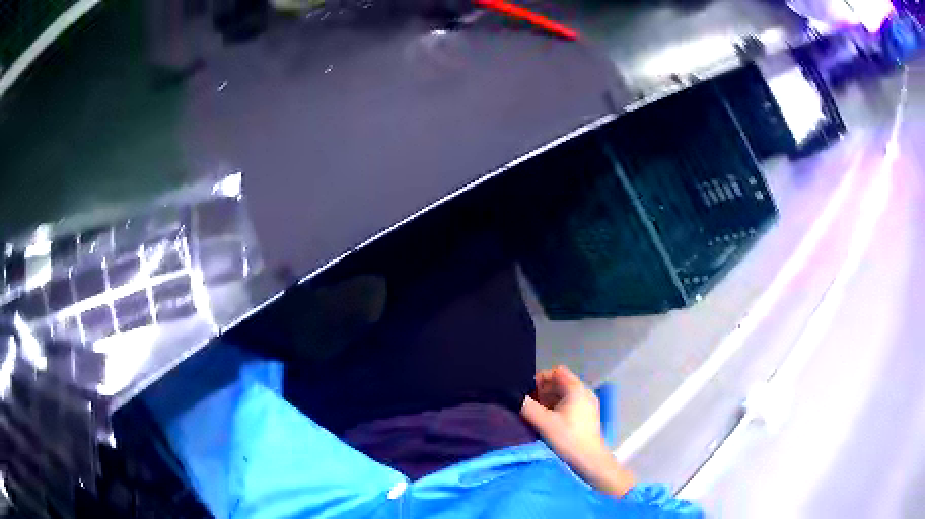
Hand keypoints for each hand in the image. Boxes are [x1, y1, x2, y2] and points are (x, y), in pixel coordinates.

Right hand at [521, 366, 634, 496]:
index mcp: (577, 389)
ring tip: (536, 413)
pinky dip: (557, 407)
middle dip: (543, 390)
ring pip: (564, 394)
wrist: (590, 460)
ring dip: (548, 400)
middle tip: (528, 404)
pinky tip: (548, 420)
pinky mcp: (587, 415)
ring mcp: (588, 404)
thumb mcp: (543, 422)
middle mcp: (584, 392)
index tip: (527, 392)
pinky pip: (570, 404)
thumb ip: (527, 406)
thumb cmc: (568, 438)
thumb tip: (513, 395)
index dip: (540, 378)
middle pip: (560, 382)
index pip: (556, 372)